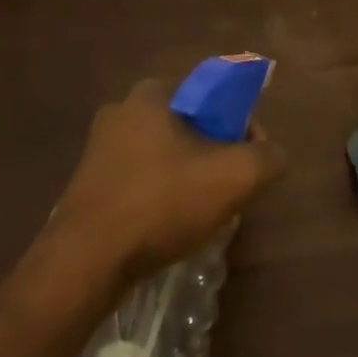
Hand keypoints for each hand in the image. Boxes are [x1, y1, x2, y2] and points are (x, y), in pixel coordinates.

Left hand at [27, 78, 285, 305]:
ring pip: (164, 155)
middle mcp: (120, 111)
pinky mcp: (88, 184)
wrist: (86, 261)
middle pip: (189, 126)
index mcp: (151, 95)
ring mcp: (99, 149)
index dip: (239, 125)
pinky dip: (160, 196)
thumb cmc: (161, 204)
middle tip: (229, 189)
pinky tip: (169, 226)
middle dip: (214, 153)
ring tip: (202, 213)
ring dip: (187, 177)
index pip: (212, 96)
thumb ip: (267, 157)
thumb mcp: (234, 177)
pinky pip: (140, 180)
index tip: (249, 159)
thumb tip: (271, 154)